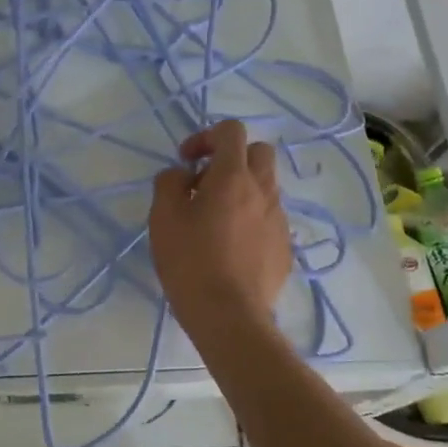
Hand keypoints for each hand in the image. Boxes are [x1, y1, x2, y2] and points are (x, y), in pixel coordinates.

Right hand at [148, 119, 291, 341]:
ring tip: (215, 221)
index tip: (187, 162)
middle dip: (232, 158)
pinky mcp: (285, 247)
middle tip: (205, 185)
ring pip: (265, 187)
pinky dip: (251, 220)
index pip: (231, 131)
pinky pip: (269, 219)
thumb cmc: (190, 261)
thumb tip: (182, 174)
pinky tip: (230, 248)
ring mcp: (279, 220)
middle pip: (258, 152)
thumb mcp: (162, 217)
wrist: (229, 315)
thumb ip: (169, 182)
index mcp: (233, 177)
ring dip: (242, 190)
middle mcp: (263, 191)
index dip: (206, 137)